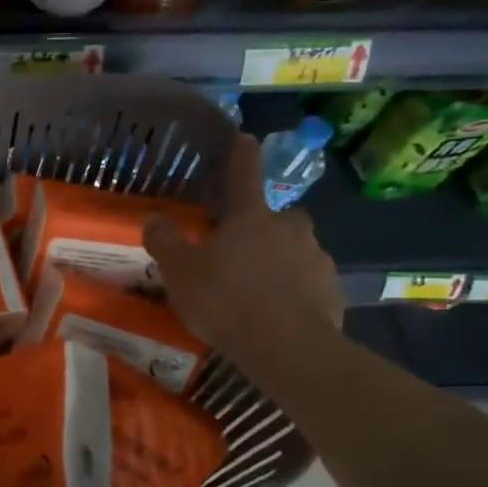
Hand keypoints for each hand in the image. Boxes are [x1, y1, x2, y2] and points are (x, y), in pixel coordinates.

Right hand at [144, 133, 341, 364]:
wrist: (289, 349)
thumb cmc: (226, 300)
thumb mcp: (180, 272)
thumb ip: (165, 242)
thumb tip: (154, 218)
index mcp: (251, 217)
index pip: (245, 174)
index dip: (242, 154)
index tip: (245, 137)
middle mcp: (290, 228)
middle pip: (278, 217)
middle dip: (263, 226)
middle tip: (241, 249)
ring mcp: (317, 260)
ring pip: (296, 250)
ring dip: (280, 260)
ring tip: (257, 289)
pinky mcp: (333, 293)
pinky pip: (309, 284)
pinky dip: (295, 291)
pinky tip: (277, 314)